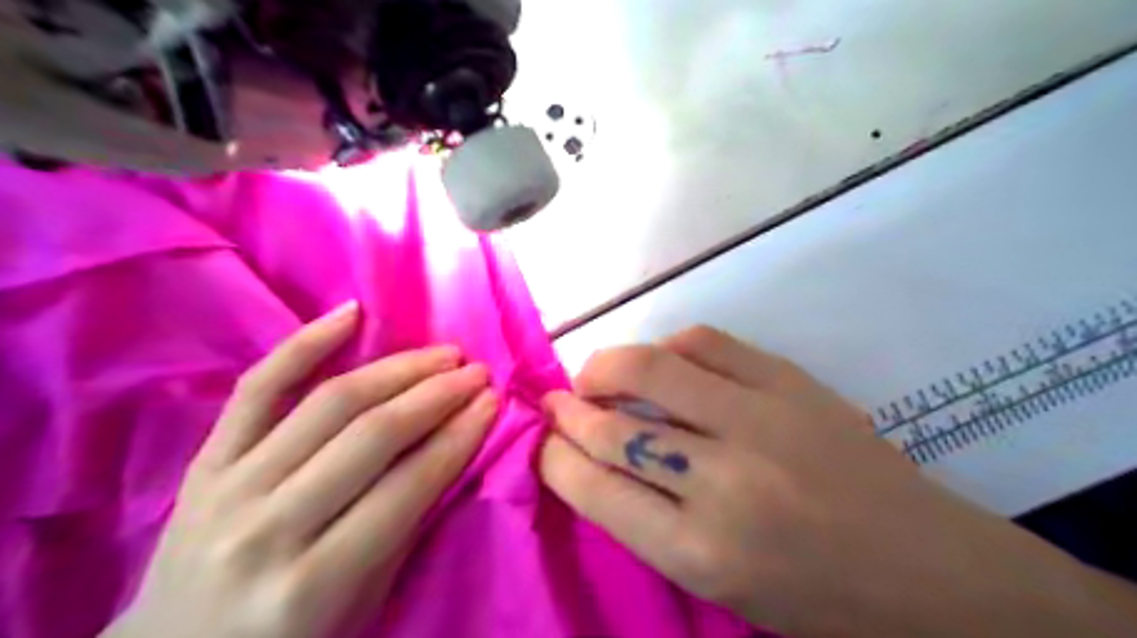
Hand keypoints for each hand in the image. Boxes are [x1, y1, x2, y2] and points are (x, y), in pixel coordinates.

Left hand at [103, 303, 496, 636]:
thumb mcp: (364, 605)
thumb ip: (407, 527)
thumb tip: (456, 447)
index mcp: (315, 582)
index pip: (409, 485)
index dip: (460, 436)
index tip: (493, 402)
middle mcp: (269, 526)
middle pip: (372, 433)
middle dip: (437, 394)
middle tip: (476, 371)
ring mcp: (228, 486)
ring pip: (330, 402)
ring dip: (398, 369)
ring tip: (442, 353)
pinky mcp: (205, 460)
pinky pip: (258, 387)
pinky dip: (306, 343)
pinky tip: (352, 313)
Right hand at [539, 326, 1136, 635]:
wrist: (930, 570)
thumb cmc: (816, 599)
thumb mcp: (718, 584)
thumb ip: (648, 521)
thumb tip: (593, 458)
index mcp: (700, 552)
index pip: (594, 487)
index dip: (554, 456)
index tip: (543, 441)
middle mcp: (721, 481)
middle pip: (612, 426)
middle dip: (568, 411)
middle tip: (556, 403)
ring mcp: (759, 419)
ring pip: (649, 369)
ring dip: (605, 368)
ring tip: (597, 377)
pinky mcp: (789, 382)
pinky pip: (703, 342)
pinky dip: (668, 348)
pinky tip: (665, 364)